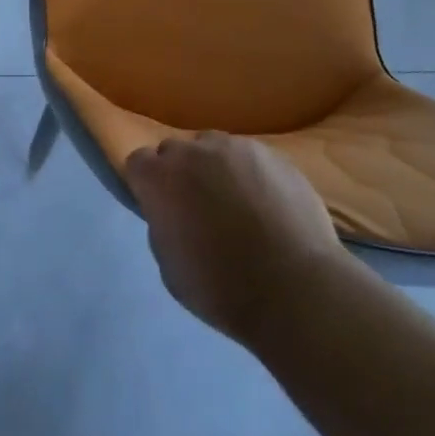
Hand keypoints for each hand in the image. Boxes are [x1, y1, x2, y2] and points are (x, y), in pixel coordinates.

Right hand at [126, 132, 353, 346]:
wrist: (295, 288)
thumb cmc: (223, 288)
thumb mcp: (171, 269)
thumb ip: (162, 226)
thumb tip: (171, 212)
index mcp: (161, 177)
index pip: (139, 162)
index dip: (148, 184)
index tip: (161, 207)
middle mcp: (194, 151)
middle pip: (177, 151)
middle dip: (181, 173)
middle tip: (199, 208)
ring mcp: (236, 147)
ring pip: (215, 149)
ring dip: (217, 170)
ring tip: (238, 205)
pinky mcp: (273, 154)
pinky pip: (251, 158)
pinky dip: (252, 176)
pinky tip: (268, 206)